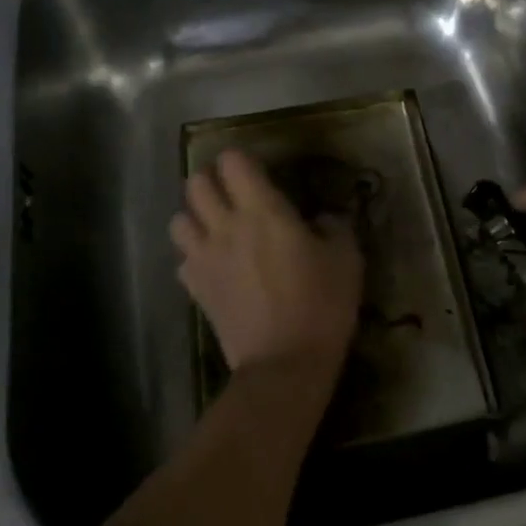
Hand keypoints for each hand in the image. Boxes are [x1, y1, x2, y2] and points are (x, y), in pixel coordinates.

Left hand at [170, 150, 363, 381]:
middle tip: (234, 195)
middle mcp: (225, 225)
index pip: (232, 162)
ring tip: (216, 227)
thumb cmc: (321, 305)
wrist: (284, 364)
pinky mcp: (195, 288)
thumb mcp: (346, 259)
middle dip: (211, 181)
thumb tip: (324, 219)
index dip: (242, 160)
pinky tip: (213, 265)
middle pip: (195, 183)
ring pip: (178, 219)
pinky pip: (182, 258)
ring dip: (195, 217)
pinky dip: (193, 255)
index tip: (258, 172)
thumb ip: (334, 228)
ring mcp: (204, 257)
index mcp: (262, 210)